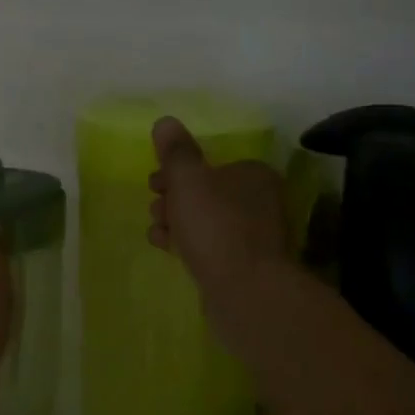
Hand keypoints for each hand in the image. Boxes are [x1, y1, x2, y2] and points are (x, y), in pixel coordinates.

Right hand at [148, 116, 288, 293]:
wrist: (246, 293)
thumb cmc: (216, 226)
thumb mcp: (189, 180)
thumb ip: (176, 151)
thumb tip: (165, 121)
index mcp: (254, 175)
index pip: (212, 164)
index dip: (178, 170)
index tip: (155, 182)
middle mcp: (260, 201)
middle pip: (207, 191)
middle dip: (174, 197)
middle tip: (154, 206)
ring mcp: (254, 236)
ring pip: (206, 219)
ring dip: (177, 220)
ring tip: (157, 229)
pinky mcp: (244, 265)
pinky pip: (209, 245)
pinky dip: (187, 243)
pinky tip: (166, 247)